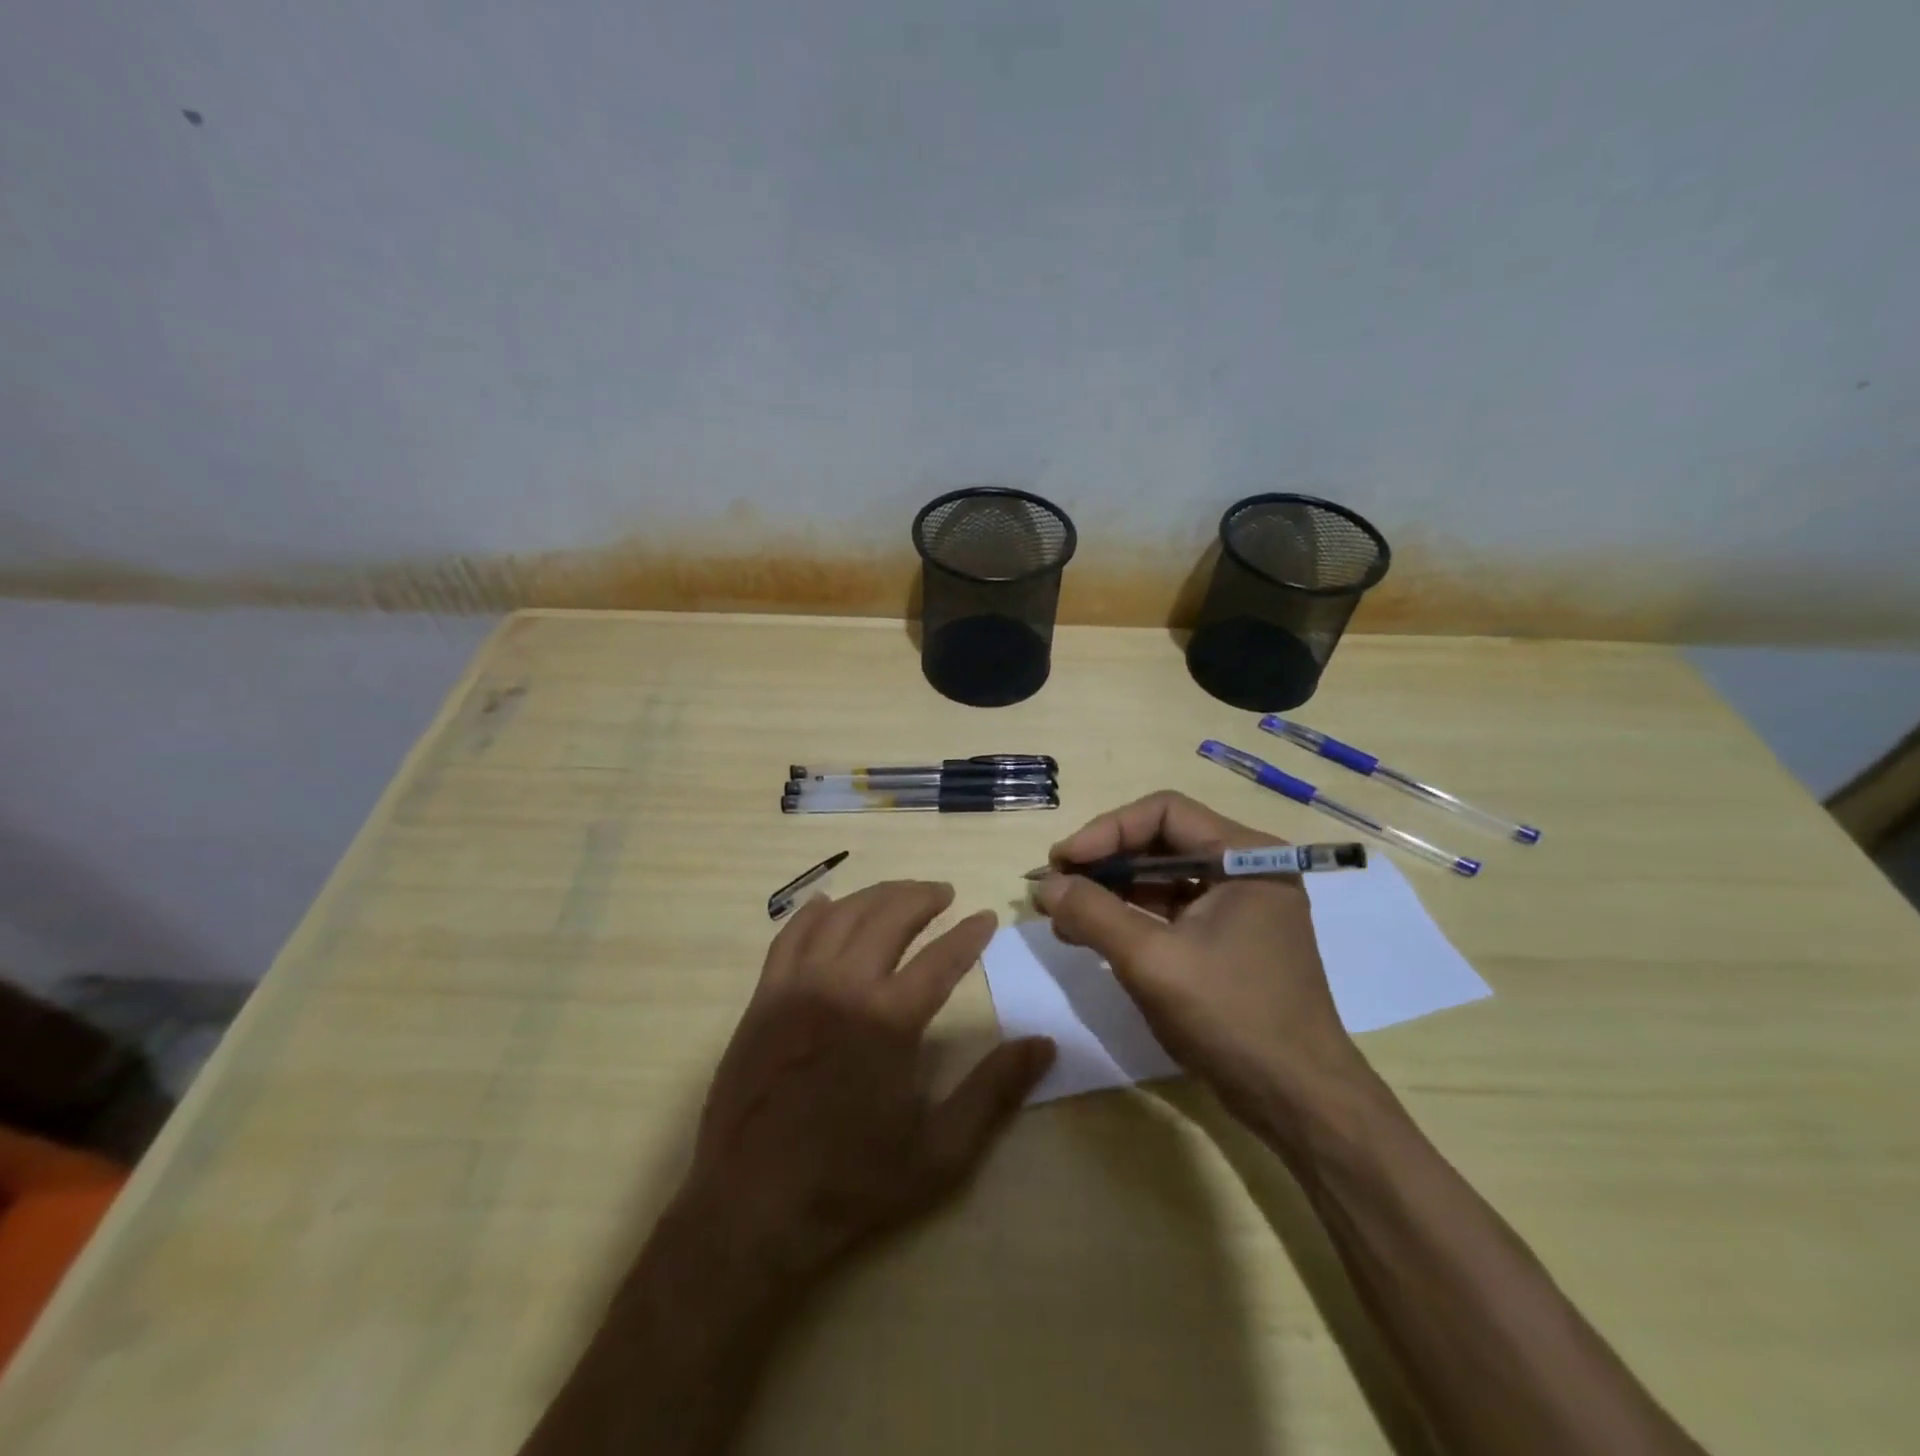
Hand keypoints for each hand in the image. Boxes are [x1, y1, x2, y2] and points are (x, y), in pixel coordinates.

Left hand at [685, 881, 1054, 1284]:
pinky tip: (830, 904)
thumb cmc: (850, 1183)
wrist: (750, 1208)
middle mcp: (843, 986)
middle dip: (922, 896)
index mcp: (889, 1020)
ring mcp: (797, 985)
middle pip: (889, 916)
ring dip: (876, 895)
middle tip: (945, 893)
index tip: (986, 917)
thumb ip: (994, 1092)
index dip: (969, 934)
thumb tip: (1044, 1043)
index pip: (942, 957)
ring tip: (900, 894)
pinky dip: (815, 912)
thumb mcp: (939, 1152)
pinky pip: (791, 934)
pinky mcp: (764, 996)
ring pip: (842, 915)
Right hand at [1032, 790, 1363, 1130]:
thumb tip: (1045, 886)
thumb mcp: (1152, 961)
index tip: (1063, 862)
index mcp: (1244, 856)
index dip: (1107, 831)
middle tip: (1056, 886)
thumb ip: (1093, 914)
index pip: (1164, 812)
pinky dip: (1130, 919)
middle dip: (1104, 863)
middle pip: (1161, 842)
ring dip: (1111, 892)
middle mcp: (1246, 870)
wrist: (1298, 1101)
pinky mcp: (1228, 940)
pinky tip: (1091, 936)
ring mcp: (1238, 907)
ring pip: (1162, 878)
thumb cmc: (1231, 1016)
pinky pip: (1171, 912)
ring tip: (1063, 914)